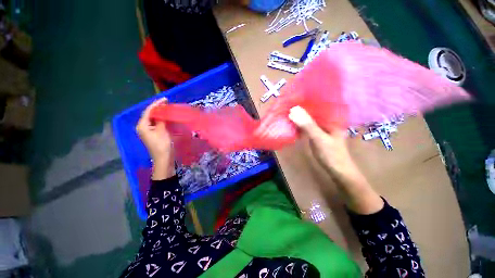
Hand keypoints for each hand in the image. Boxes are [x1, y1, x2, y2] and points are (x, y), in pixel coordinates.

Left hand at [136, 98, 174, 179]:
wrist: (163, 158)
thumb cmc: (162, 145)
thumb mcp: (162, 130)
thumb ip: (161, 120)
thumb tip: (162, 112)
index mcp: (142, 125)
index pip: (148, 111)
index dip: (156, 104)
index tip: (165, 99)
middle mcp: (142, 127)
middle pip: (149, 114)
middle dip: (158, 108)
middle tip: (167, 103)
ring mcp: (147, 131)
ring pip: (153, 119)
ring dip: (160, 113)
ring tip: (168, 108)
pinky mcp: (153, 134)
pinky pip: (156, 123)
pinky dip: (161, 119)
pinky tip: (167, 117)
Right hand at [289, 106, 383, 213]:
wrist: (338, 171)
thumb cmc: (332, 154)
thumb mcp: (319, 138)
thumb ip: (307, 125)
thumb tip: (293, 110)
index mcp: (332, 118)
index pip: (320, 103)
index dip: (308, 98)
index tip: (295, 94)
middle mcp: (328, 121)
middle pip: (313, 111)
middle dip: (301, 107)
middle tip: (288, 102)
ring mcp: (322, 128)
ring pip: (309, 119)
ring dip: (300, 116)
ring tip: (288, 110)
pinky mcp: (317, 134)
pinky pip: (307, 126)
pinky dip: (300, 125)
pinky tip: (292, 122)